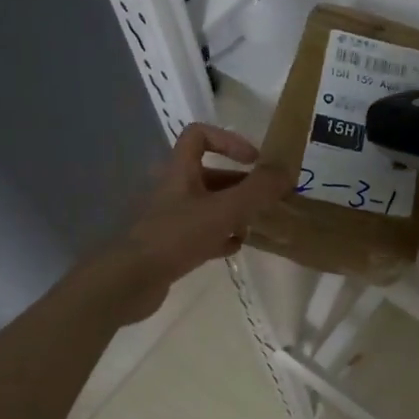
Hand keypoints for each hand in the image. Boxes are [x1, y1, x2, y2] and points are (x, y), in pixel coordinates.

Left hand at [89, 123, 294, 324]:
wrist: (130, 282)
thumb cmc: (175, 237)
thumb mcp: (224, 210)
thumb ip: (257, 190)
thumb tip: (288, 169)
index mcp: (180, 172)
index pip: (200, 136)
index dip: (228, 141)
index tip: (254, 161)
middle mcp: (175, 190)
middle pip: (211, 175)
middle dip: (242, 184)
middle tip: (268, 199)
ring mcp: (172, 218)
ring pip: (210, 205)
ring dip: (235, 212)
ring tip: (256, 225)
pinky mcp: (171, 245)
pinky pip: (203, 233)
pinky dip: (221, 236)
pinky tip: (235, 247)